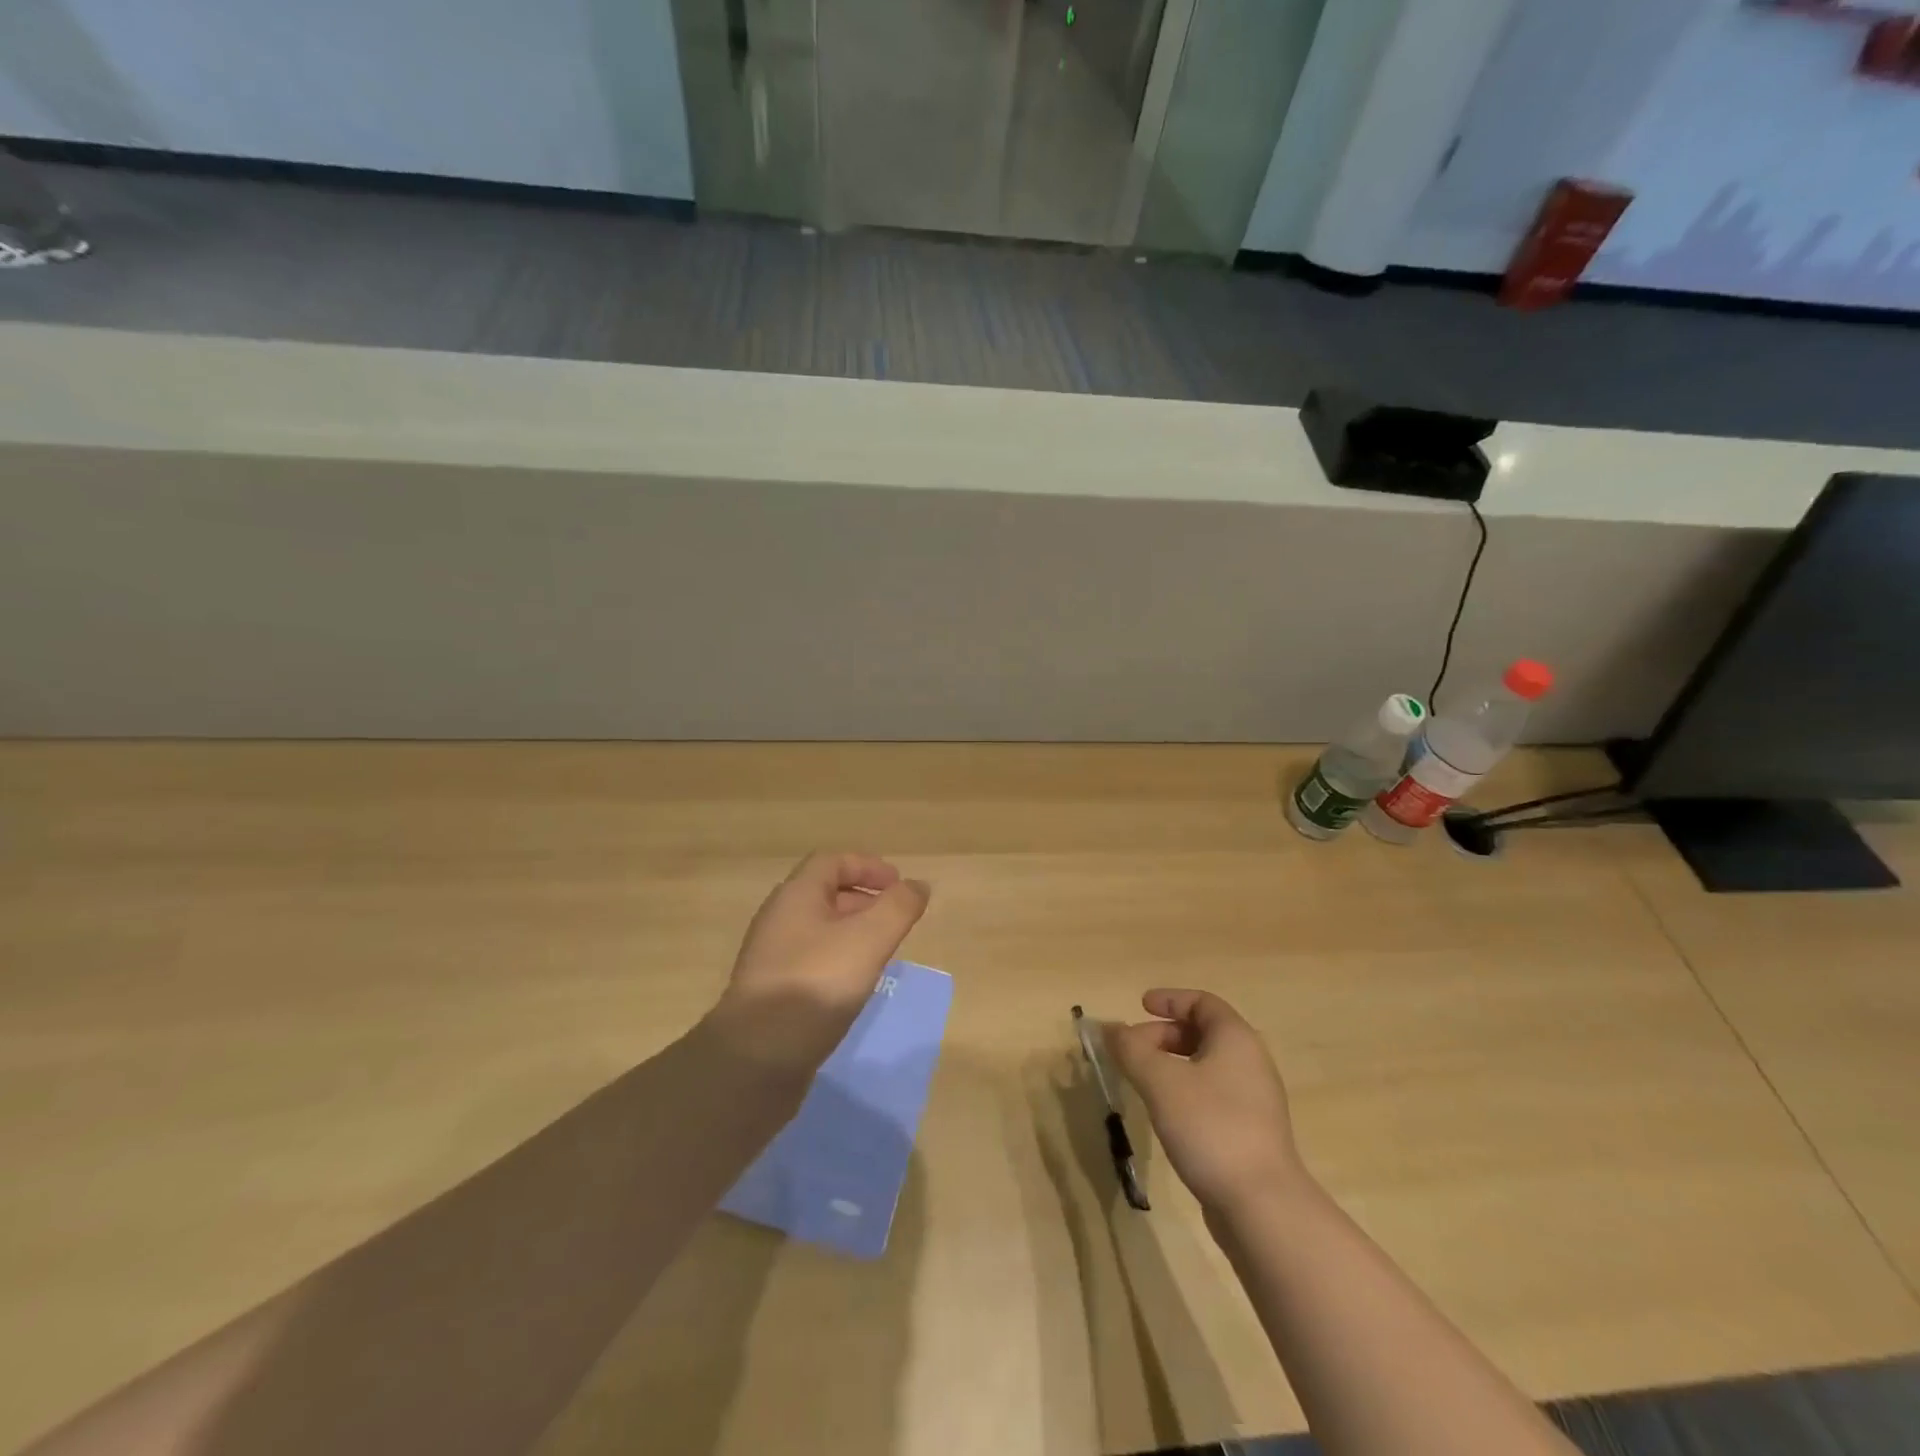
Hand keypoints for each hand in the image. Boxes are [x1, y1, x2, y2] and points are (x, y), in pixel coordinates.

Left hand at [707, 851, 929, 1078]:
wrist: (756, 1058)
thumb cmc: (816, 984)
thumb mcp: (869, 939)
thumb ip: (899, 907)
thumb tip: (917, 885)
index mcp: (796, 895)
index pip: (832, 861)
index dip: (868, 866)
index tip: (899, 885)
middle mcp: (779, 918)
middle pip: (824, 893)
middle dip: (864, 899)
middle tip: (895, 919)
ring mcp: (771, 956)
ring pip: (818, 929)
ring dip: (852, 931)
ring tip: (881, 952)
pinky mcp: (772, 991)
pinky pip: (811, 959)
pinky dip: (838, 959)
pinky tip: (854, 985)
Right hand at [1106, 989, 1306, 1213]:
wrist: (1262, 1206)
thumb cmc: (1210, 1126)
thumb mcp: (1160, 1081)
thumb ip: (1131, 1049)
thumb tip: (1109, 1029)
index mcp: (1236, 1039)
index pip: (1202, 1002)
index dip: (1170, 1000)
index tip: (1140, 1006)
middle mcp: (1251, 1062)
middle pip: (1203, 1033)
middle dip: (1163, 1035)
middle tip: (1131, 1051)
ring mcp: (1255, 1101)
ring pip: (1206, 1066)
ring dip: (1171, 1065)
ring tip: (1142, 1082)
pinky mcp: (1251, 1133)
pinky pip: (1213, 1095)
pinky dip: (1185, 1091)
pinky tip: (1166, 1114)